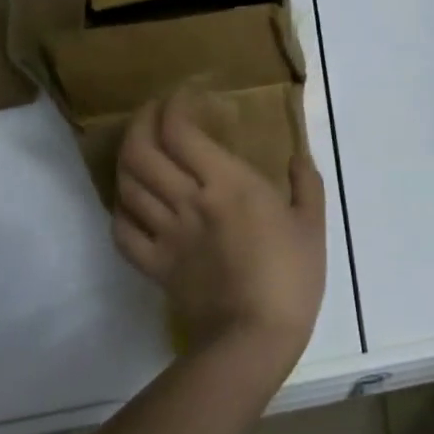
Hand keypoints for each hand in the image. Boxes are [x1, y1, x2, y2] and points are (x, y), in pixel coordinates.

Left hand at [112, 89, 326, 379]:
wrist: (254, 337)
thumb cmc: (292, 275)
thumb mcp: (312, 222)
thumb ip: (305, 182)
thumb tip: (297, 155)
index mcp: (227, 184)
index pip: (180, 132)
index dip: (173, 106)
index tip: (184, 96)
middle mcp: (188, 201)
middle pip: (142, 151)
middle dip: (142, 122)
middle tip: (156, 113)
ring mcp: (165, 234)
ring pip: (126, 185)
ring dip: (128, 158)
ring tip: (142, 149)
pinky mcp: (154, 265)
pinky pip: (122, 229)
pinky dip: (121, 208)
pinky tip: (133, 201)